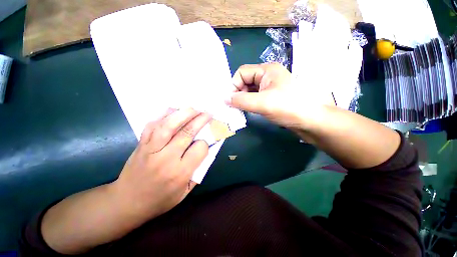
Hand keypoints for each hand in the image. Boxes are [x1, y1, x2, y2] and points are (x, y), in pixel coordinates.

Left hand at [113, 108, 211, 218]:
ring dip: (183, 114)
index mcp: (180, 172)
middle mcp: (166, 158)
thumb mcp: (186, 191)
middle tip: (208, 113)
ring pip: (168, 125)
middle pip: (187, 132)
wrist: (126, 202)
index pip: (200, 148)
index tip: (205, 142)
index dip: (205, 143)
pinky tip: (172, 110)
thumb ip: (198, 169)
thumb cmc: (160, 200)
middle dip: (200, 120)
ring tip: (193, 108)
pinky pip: (152, 125)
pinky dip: (163, 115)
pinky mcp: (141, 144)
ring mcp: (151, 149)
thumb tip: (207, 149)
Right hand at [226, 63, 334, 129]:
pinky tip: (248, 110)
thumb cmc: (288, 107)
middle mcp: (267, 76)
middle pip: (245, 81)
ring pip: (250, 90)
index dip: (234, 85)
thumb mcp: (262, 103)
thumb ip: (241, 100)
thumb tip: (225, 99)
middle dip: (238, 93)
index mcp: (266, 70)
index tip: (230, 100)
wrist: (310, 120)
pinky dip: (249, 103)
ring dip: (243, 99)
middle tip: (235, 107)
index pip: (242, 73)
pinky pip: (255, 98)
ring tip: (241, 110)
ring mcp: (270, 87)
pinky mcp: (272, 97)